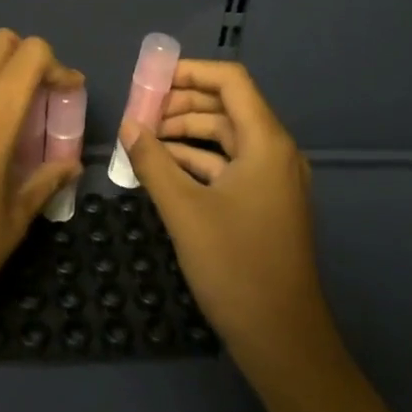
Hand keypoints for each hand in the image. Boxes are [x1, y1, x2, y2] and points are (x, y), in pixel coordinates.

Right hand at [117, 59, 339, 382]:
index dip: (191, 72)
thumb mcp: (184, 211)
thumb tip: (128, 125)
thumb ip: (153, 162)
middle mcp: (276, 152)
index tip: (151, 80)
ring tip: (145, 139)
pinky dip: (198, 161)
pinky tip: (164, 169)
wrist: (282, 339)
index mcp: (266, 142)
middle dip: (182, 104)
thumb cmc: (235, 266)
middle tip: (140, 112)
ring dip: (187, 133)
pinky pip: (230, 166)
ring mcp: (274, 180)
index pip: (231, 81)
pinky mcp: (266, 204)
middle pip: (228, 107)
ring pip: (227, 138)